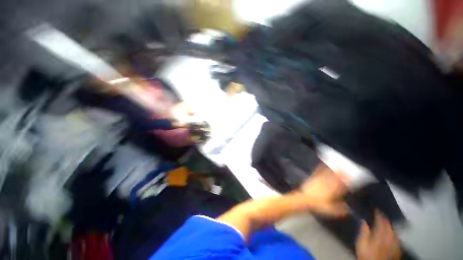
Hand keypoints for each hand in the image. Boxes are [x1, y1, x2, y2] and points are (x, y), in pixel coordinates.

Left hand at [299, 163, 348, 216]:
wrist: (304, 199)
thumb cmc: (318, 205)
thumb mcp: (330, 210)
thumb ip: (340, 209)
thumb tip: (348, 208)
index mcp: (333, 191)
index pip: (341, 185)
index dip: (346, 182)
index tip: (350, 179)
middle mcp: (327, 184)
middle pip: (335, 178)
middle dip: (341, 174)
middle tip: (345, 171)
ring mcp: (319, 180)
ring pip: (327, 174)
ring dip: (332, 170)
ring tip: (337, 167)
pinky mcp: (313, 178)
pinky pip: (318, 172)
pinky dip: (321, 168)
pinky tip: (322, 164)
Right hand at [356, 211, 400, 259]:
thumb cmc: (366, 252)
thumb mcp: (361, 242)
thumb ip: (363, 231)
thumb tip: (364, 220)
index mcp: (380, 234)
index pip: (381, 221)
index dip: (379, 214)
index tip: (376, 208)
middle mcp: (389, 237)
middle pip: (389, 226)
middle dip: (385, 219)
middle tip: (381, 214)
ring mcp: (394, 244)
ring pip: (394, 232)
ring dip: (390, 226)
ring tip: (387, 223)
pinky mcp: (396, 249)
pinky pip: (397, 239)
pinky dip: (394, 234)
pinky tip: (393, 234)